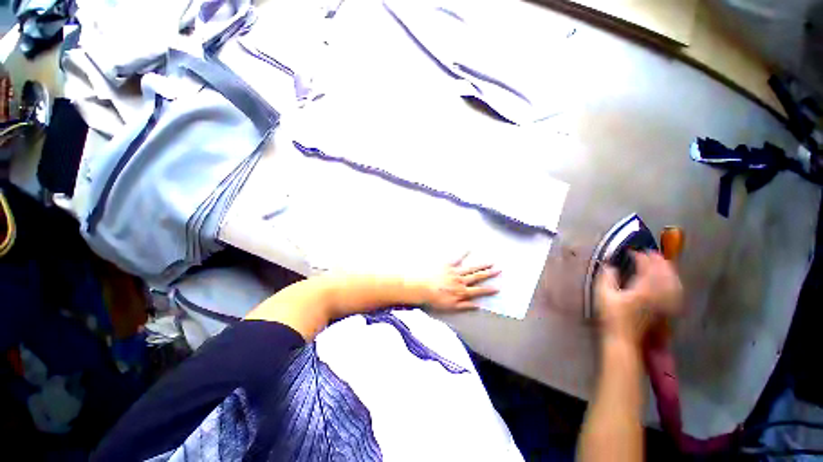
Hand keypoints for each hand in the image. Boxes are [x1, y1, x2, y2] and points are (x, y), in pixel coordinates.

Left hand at [421, 253, 500, 310]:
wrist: (422, 288)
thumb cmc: (435, 299)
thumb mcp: (451, 307)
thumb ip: (465, 306)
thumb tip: (478, 306)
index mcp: (462, 291)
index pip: (478, 291)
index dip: (488, 290)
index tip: (498, 287)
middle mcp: (461, 281)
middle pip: (477, 277)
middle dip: (489, 273)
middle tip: (499, 269)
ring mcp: (454, 271)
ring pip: (471, 268)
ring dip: (481, 265)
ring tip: (491, 261)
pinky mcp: (447, 265)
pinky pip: (457, 258)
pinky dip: (463, 253)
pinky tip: (469, 248)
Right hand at [595, 251, 682, 344]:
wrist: (624, 338)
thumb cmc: (612, 316)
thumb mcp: (603, 295)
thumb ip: (607, 278)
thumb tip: (609, 265)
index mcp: (643, 289)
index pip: (646, 267)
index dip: (640, 257)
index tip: (631, 251)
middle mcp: (658, 294)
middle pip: (664, 273)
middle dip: (658, 260)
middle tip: (650, 252)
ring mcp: (665, 302)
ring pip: (673, 282)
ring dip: (669, 270)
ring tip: (663, 262)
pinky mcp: (667, 310)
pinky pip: (676, 293)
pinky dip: (675, 283)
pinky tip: (673, 282)